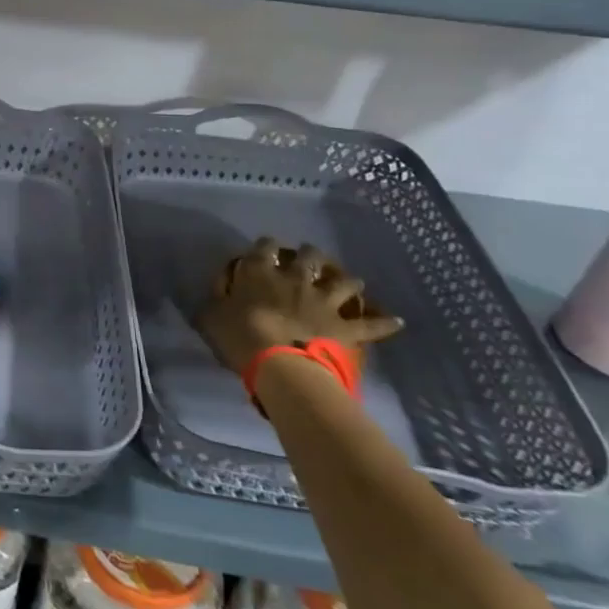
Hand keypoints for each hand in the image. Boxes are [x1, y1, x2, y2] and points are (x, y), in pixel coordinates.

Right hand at [196, 238, 402, 374]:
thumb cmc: (237, 335)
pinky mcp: (343, 326)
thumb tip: (220, 287)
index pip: (265, 246)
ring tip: (352, 282)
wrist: (277, 362)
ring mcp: (323, 301)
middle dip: (310, 254)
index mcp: (260, 271)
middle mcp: (295, 278)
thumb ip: (216, 296)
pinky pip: (370, 324)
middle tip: (309, 258)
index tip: (266, 249)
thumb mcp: (210, 313)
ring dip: (348, 281)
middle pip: (309, 256)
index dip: (266, 246)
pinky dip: (385, 323)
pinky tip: (398, 321)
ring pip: (344, 283)